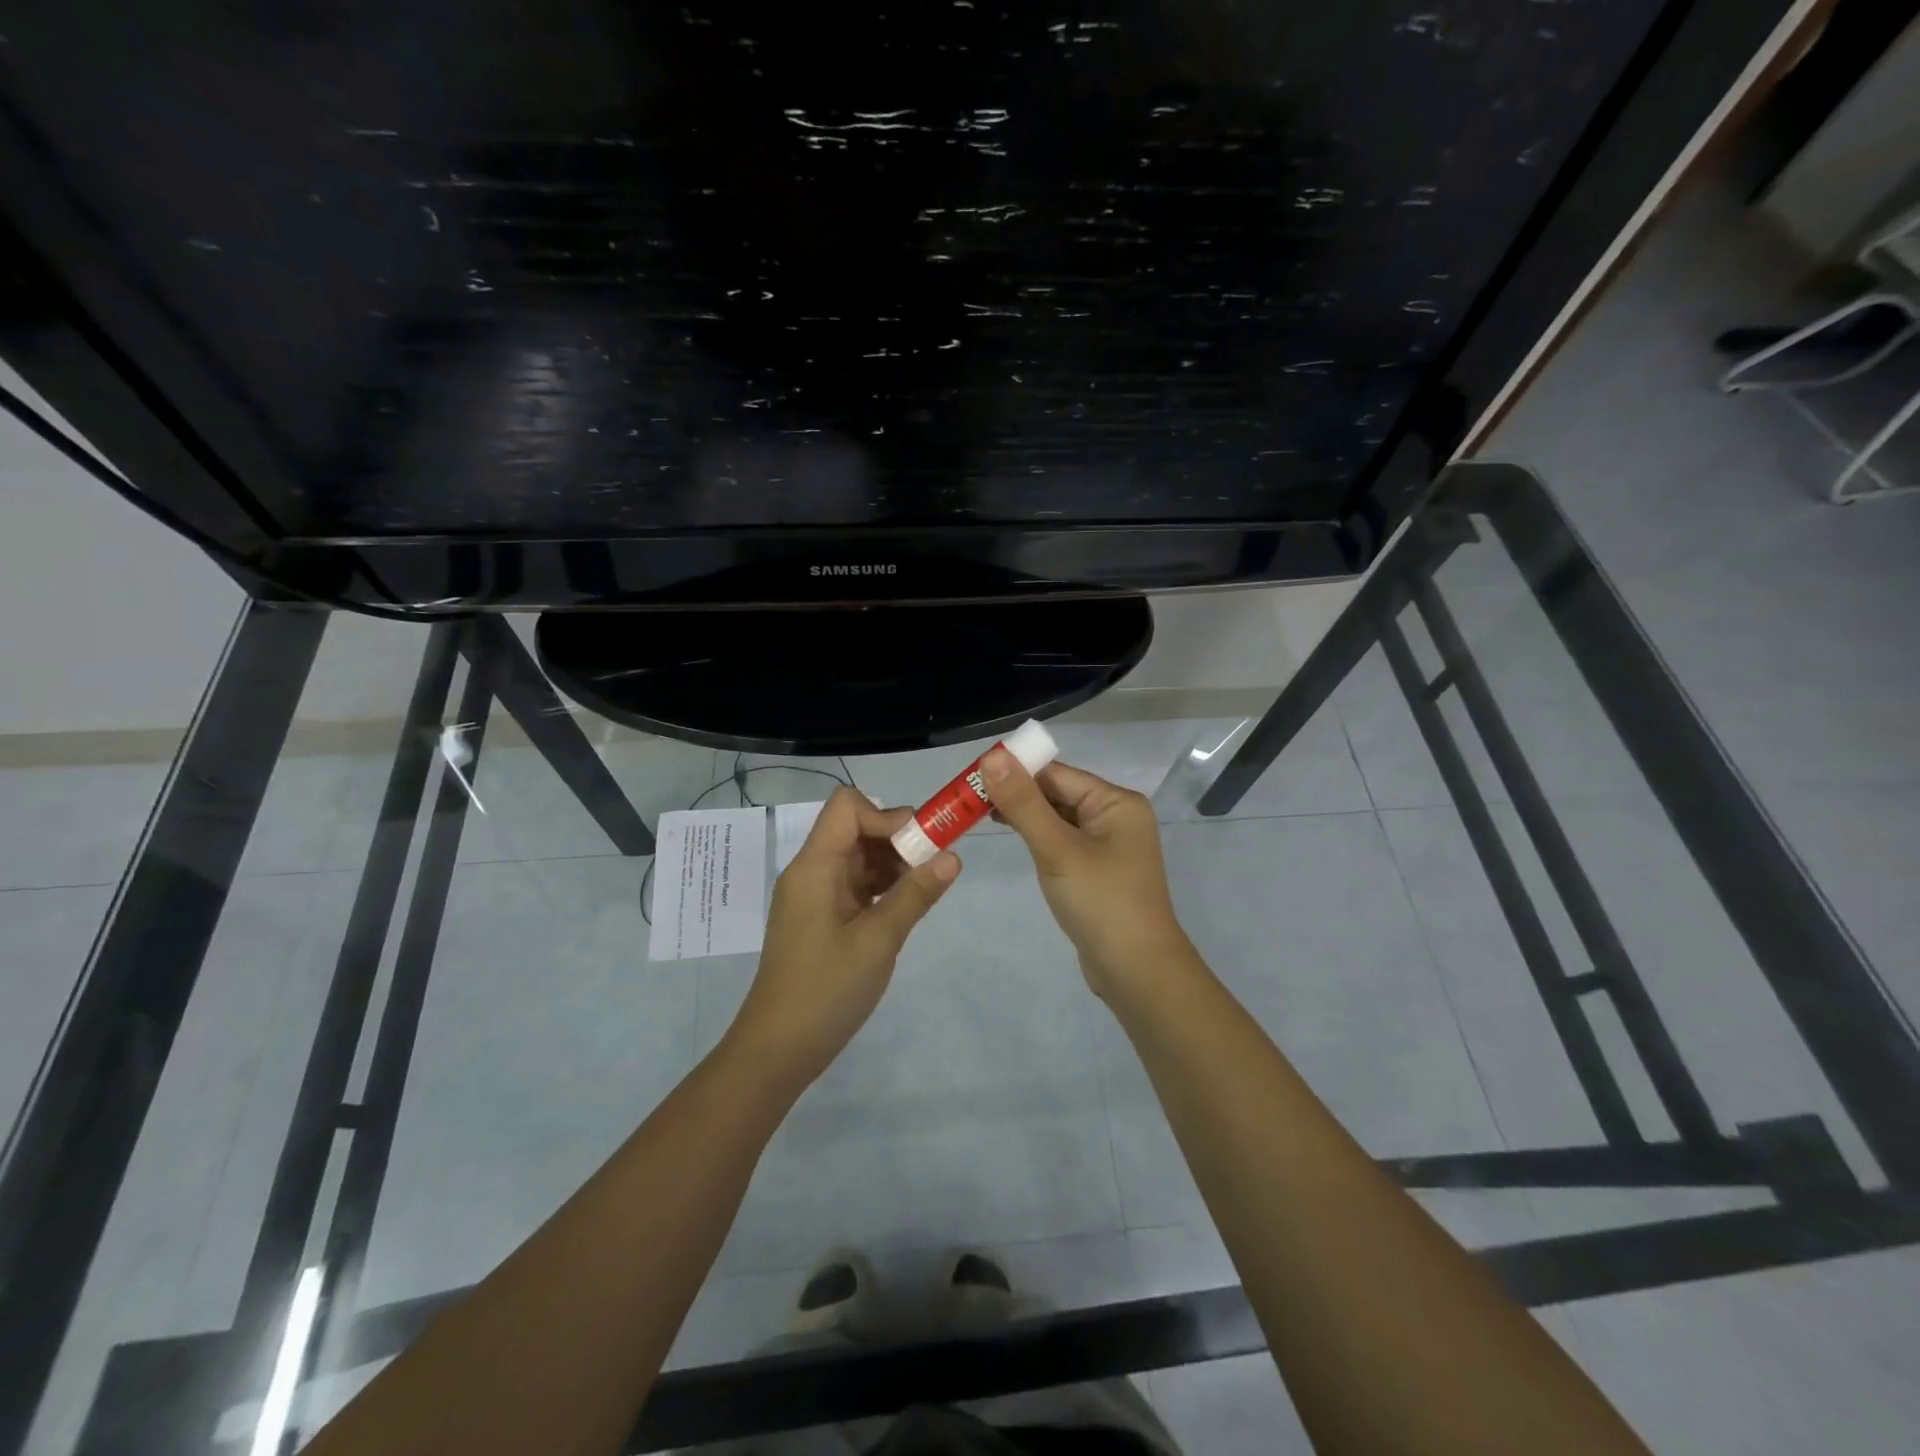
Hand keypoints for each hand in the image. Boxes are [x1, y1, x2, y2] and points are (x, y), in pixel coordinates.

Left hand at [725, 787, 960, 1087]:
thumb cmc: (826, 990)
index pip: (847, 806)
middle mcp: (812, 870)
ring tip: (924, 890)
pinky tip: (904, 907)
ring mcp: (816, 893)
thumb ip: (915, 895)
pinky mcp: (822, 915)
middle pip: (855, 827)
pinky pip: (855, 882)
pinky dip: (882, 886)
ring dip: (893, 863)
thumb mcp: (878, 941)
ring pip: (859, 855)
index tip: (920, 845)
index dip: (886, 815)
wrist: (779, 1048)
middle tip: (933, 867)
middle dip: (897, 838)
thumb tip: (953, 856)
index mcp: (815, 866)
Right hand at [982, 749, 1194, 996]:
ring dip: (1024, 815)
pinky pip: (1062, 841)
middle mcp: (1116, 816)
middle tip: (967, 797)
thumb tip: (991, 756)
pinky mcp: (1097, 870)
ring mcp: (1108, 845)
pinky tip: (1012, 837)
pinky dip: (1037, 837)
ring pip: (1058, 818)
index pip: (1057, 774)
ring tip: (978, 814)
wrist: (1136, 972)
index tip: (972, 776)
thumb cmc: (1100, 902)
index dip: (1015, 771)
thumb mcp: (1057, 849)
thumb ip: (1023, 802)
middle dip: (1016, 793)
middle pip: (1057, 793)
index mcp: (1116, 802)